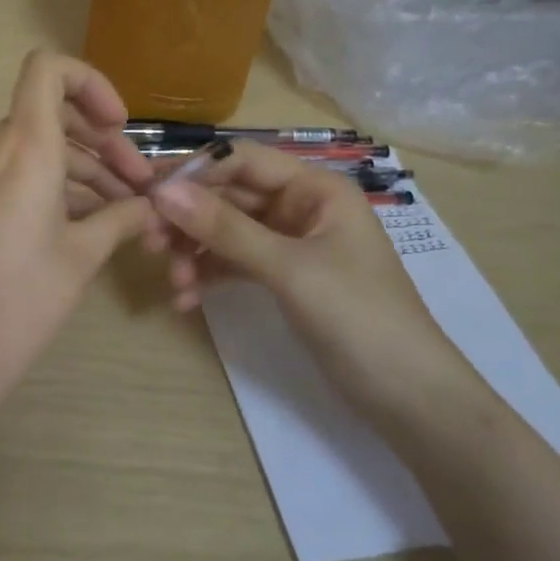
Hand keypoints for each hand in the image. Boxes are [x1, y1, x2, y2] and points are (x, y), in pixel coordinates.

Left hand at [0, 50, 156, 419]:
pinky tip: (86, 226)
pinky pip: (15, 174)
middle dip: (102, 142)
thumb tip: (149, 208)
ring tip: (124, 215)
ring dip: (82, 170)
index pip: (48, 69)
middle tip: (139, 186)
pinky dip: (53, 187)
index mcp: (24, 144)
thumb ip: (120, 219)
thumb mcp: (80, 257)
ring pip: (36, 148)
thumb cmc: (17, 299)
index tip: (120, 127)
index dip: (90, 83)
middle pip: (51, 114)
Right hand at [148, 142, 481, 421]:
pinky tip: (187, 300)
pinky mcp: (284, 278)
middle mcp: (300, 206)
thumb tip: (161, 191)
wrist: (412, 401)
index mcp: (314, 188)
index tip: (147, 195)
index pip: (240, 160)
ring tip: (173, 281)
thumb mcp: (289, 269)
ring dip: (195, 251)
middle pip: (228, 196)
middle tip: (148, 242)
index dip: (193, 173)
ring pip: (227, 231)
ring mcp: (291, 243)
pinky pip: (235, 263)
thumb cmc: (359, 319)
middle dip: (188, 218)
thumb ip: (225, 229)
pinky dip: (210, 276)